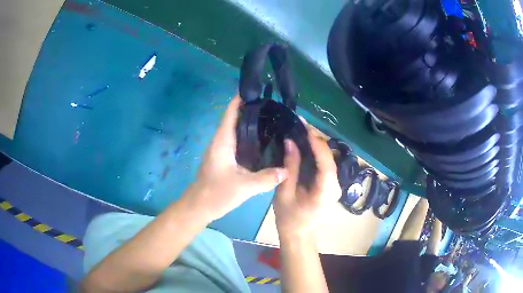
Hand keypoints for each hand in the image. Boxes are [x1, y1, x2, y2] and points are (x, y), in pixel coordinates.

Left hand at [185, 96, 287, 221]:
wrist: (198, 207)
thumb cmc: (216, 193)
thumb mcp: (244, 187)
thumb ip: (266, 178)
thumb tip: (287, 171)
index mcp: (223, 140)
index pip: (231, 111)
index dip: (242, 98)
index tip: (259, 91)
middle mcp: (221, 141)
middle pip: (236, 118)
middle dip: (252, 110)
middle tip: (275, 108)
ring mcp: (222, 150)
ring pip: (237, 130)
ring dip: (251, 124)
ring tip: (273, 121)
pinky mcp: (224, 159)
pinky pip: (238, 142)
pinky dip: (250, 138)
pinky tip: (264, 143)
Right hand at [273, 123, 340, 240]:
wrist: (299, 235)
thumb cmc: (289, 218)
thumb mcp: (284, 193)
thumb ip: (290, 168)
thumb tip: (290, 142)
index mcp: (325, 191)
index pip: (326, 162)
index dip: (317, 142)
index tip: (304, 126)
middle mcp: (335, 186)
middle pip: (329, 157)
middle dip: (316, 140)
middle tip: (299, 125)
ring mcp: (335, 185)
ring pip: (328, 159)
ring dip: (316, 144)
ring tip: (300, 131)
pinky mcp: (330, 184)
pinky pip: (325, 164)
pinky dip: (316, 153)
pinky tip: (305, 145)